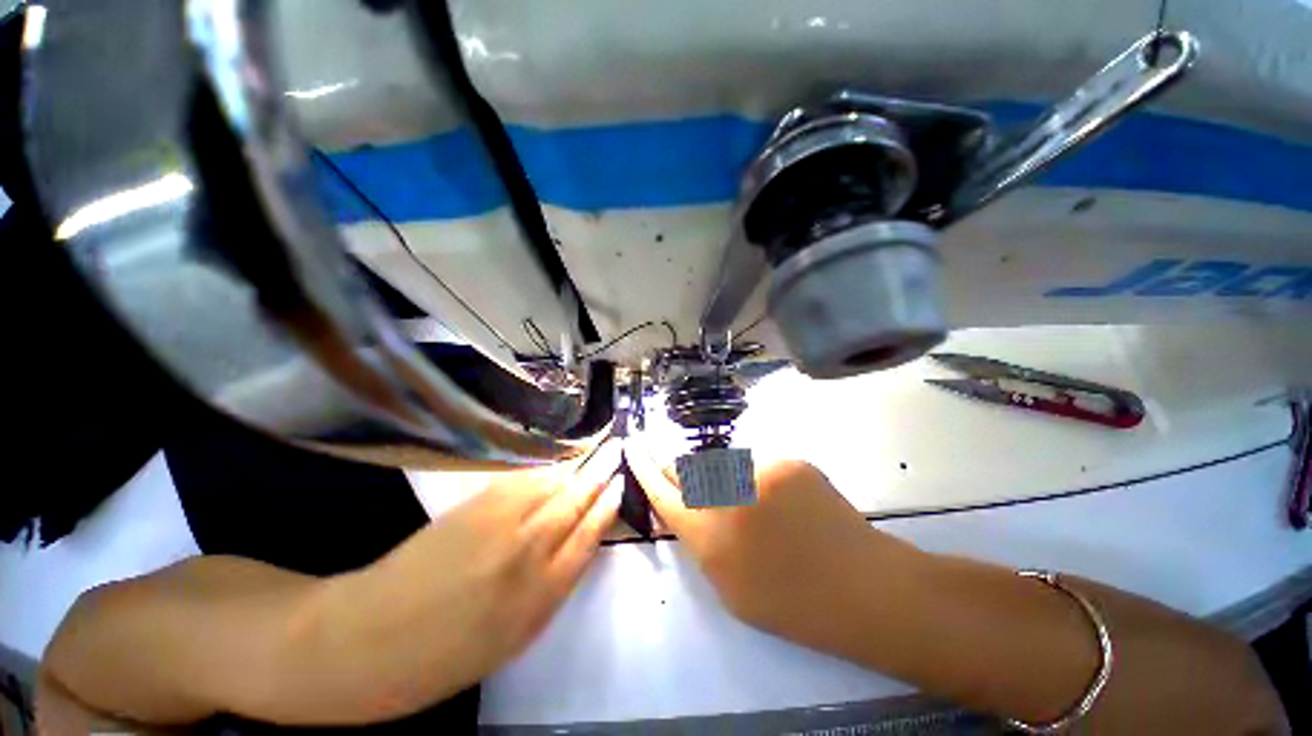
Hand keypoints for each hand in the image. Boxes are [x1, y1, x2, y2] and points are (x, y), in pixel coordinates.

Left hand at [311, 440, 623, 722]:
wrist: (365, 640)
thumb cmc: (443, 656)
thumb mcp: (513, 638)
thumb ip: (551, 588)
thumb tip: (577, 546)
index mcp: (541, 596)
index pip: (590, 536)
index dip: (608, 507)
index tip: (621, 487)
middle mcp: (528, 551)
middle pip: (576, 502)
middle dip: (599, 477)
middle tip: (615, 456)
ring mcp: (500, 522)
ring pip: (552, 485)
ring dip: (573, 472)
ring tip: (588, 461)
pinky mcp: (474, 504)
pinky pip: (522, 481)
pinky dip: (542, 475)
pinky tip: (550, 473)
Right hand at [624, 439, 918, 643]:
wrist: (861, 587)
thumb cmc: (790, 602)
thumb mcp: (727, 585)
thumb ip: (700, 540)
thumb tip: (686, 508)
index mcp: (709, 534)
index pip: (662, 491)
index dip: (643, 467)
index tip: (632, 446)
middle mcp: (728, 494)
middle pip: (689, 468)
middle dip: (681, 470)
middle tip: (686, 477)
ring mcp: (761, 472)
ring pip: (725, 465)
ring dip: (726, 480)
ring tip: (755, 509)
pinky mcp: (788, 461)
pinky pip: (759, 466)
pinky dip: (761, 481)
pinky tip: (785, 506)